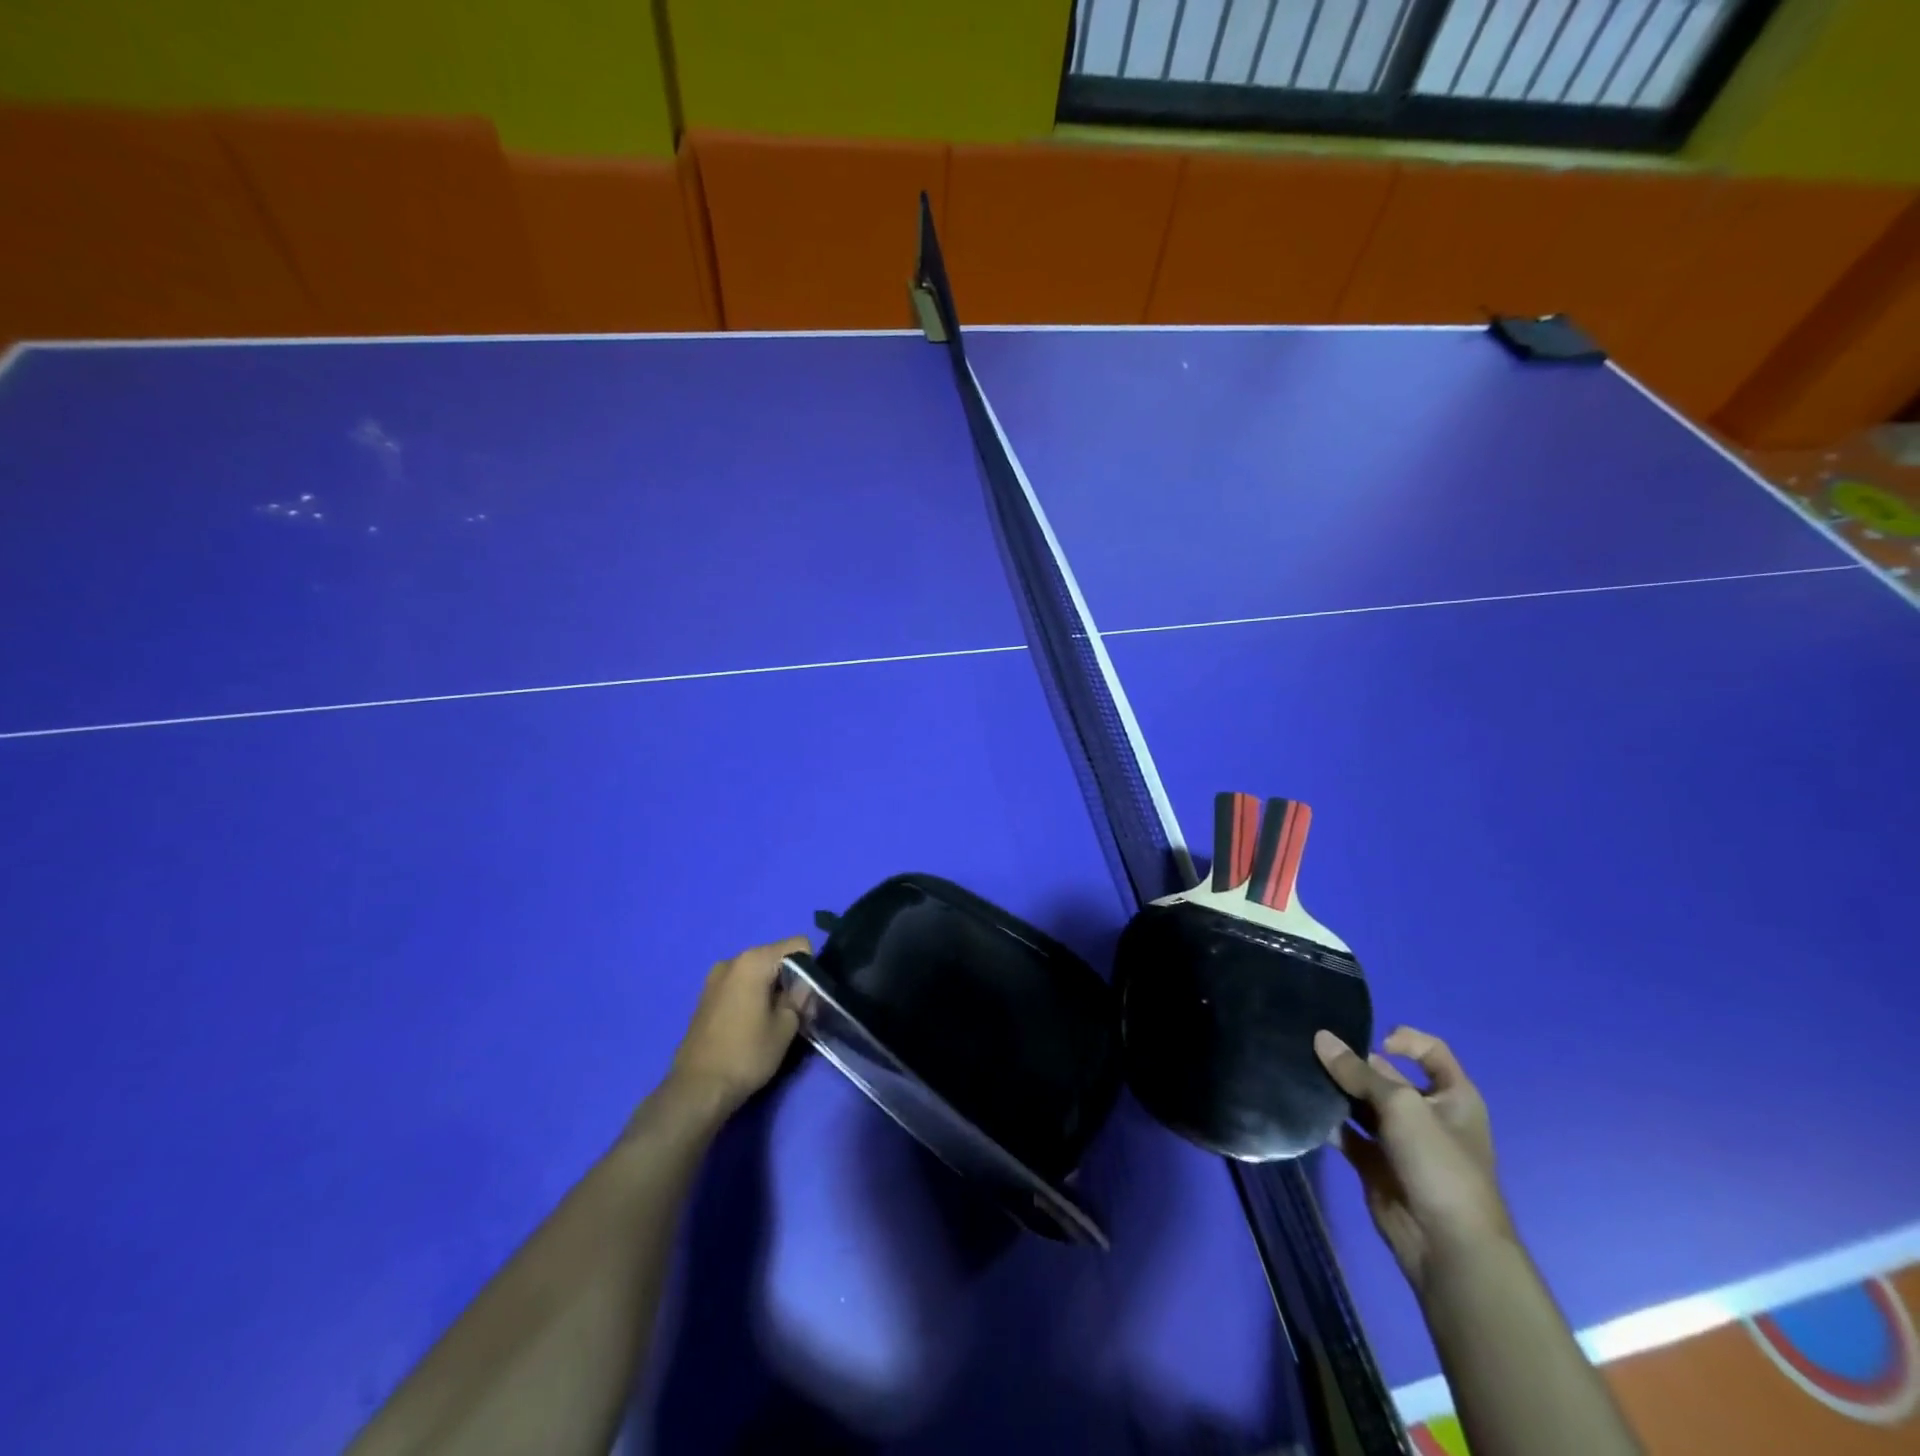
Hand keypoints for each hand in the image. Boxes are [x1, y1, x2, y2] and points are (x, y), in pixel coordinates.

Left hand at [666, 937, 809, 1120]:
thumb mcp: (786, 1027)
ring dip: (770, 987)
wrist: (697, 1089)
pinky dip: (752, 994)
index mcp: (754, 961)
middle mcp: (732, 960)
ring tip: (772, 1019)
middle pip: (775, 956)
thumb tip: (803, 987)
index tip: (808, 996)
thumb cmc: (746, 1054)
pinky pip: (739, 984)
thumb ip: (799, 998)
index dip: (811, 967)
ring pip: (756, 971)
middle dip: (790, 977)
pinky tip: (750, 1023)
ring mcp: (715, 977)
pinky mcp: (705, 996)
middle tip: (795, 1010)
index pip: (798, 945)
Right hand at [1314, 1026, 1511, 1294]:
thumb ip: (1358, 1072)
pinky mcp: (1375, 1164)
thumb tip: (1321, 1038)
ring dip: (1336, 1090)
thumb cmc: (1439, 1164)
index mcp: (1453, 1096)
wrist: (1448, 1246)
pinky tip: (1304, 1108)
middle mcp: (1427, 1114)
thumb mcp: (1402, 1105)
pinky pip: (1347, 1133)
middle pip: (1386, 1075)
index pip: (1431, 1052)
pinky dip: (1328, 1121)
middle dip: (1353, 1063)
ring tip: (1302, 1072)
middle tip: (1313, 1051)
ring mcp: (1400, 1141)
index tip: (1375, 1041)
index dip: (1405, 1039)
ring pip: (1362, 1103)